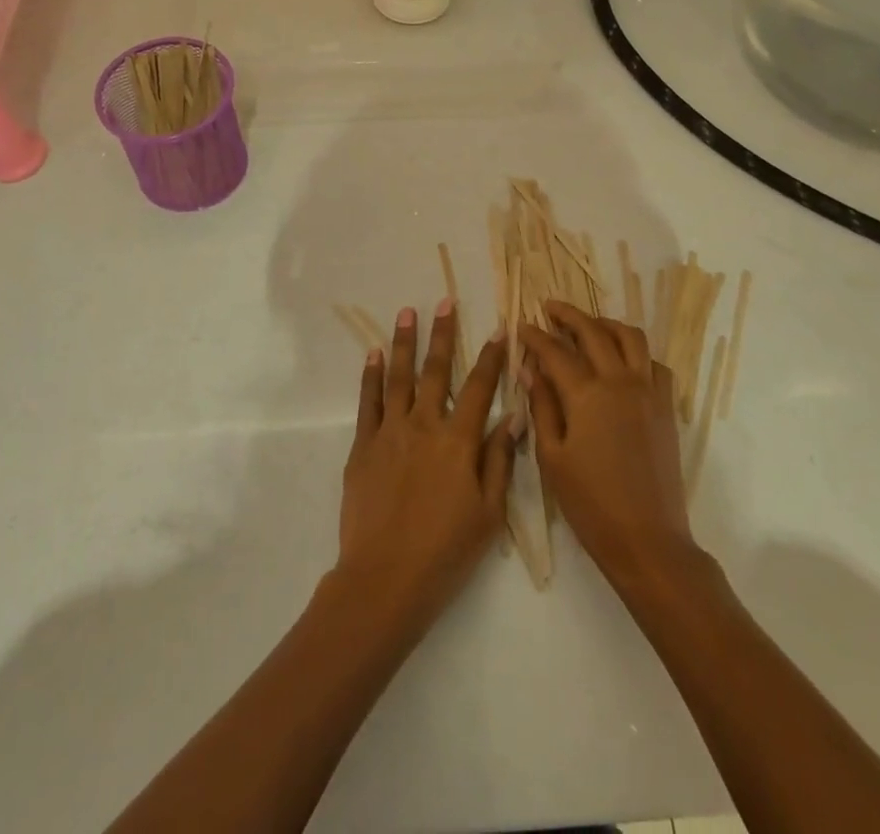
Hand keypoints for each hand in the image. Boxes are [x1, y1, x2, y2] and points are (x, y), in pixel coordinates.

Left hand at [336, 300, 521, 634]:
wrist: (384, 579)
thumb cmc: (446, 551)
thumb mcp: (488, 513)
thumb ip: (500, 459)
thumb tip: (515, 415)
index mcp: (458, 441)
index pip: (479, 387)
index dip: (490, 356)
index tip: (499, 328)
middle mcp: (424, 425)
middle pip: (436, 370)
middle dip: (443, 333)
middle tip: (445, 300)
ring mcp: (390, 432)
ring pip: (399, 377)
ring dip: (404, 342)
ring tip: (407, 312)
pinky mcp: (364, 446)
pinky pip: (368, 402)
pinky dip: (371, 375)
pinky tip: (374, 354)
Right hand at [522, 302, 697, 589]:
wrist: (647, 540)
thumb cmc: (590, 503)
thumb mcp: (552, 457)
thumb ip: (542, 406)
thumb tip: (530, 369)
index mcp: (587, 394)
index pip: (556, 351)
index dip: (536, 336)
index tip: (522, 325)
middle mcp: (620, 381)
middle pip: (594, 331)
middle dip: (569, 315)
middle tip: (550, 308)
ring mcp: (648, 391)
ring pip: (630, 337)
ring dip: (606, 324)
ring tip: (588, 326)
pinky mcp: (666, 407)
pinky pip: (654, 363)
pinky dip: (636, 352)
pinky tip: (622, 361)